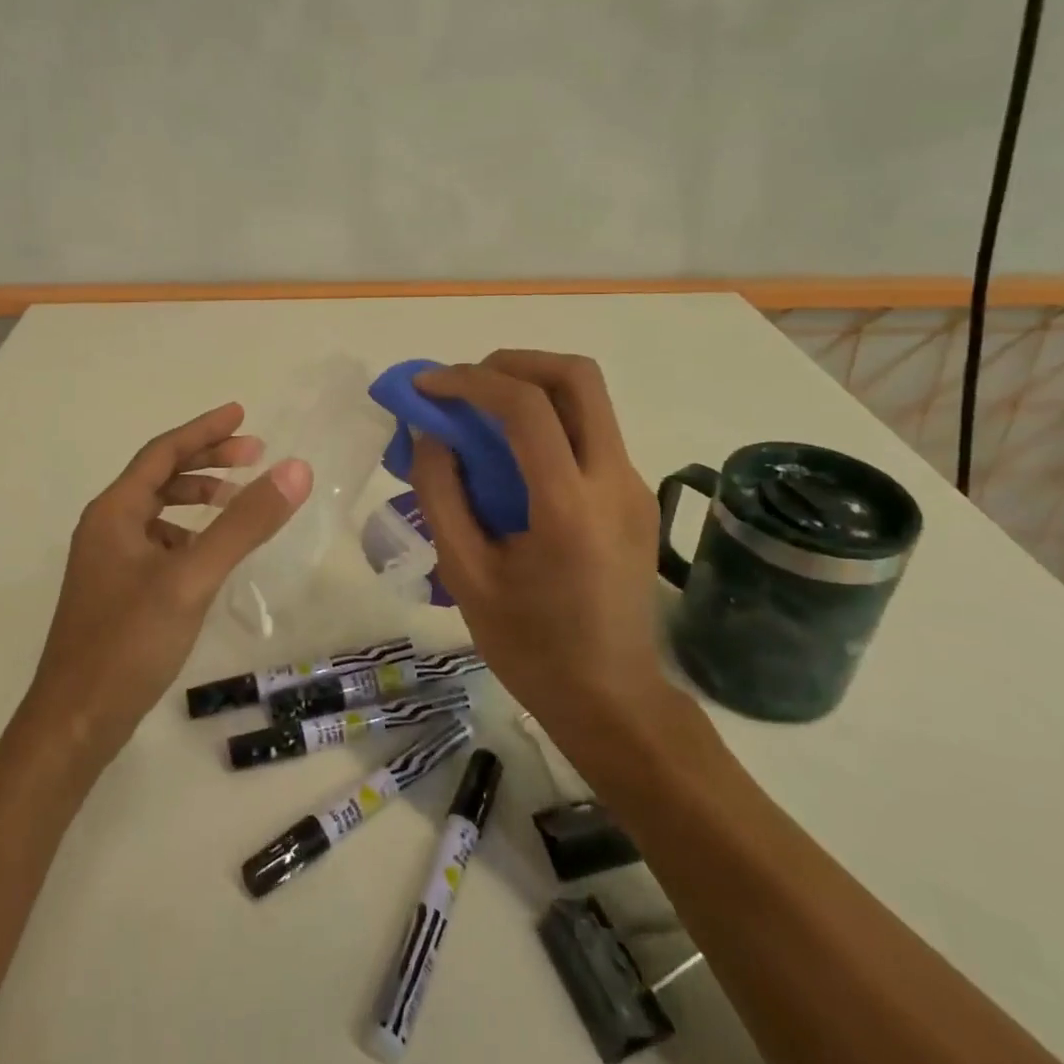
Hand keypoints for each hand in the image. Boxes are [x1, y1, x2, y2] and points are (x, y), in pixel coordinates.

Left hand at [29, 402, 311, 762]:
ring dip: (198, 497)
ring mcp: (109, 562)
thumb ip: (243, 523)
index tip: (242, 414)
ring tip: (238, 499)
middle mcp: (107, 528)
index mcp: (114, 512)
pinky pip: (159, 543)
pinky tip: (212, 553)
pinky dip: (189, 534)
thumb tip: (294, 469)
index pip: (163, 453)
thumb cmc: (128, 643)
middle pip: (160, 476)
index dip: (204, 430)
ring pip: (159, 512)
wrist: (74, 724)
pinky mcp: (118, 592)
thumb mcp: (191, 578)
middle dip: (207, 460)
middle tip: (255, 454)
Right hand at [407, 351, 676, 731]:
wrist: (613, 701)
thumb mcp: (466, 575)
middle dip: (514, 363)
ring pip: (589, 400)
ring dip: (531, 388)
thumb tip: (429, 434)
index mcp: (569, 506)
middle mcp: (614, 481)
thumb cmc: (531, 647)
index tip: (427, 386)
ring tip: (479, 414)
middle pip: (577, 377)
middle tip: (465, 382)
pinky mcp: (635, 497)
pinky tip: (510, 456)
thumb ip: (441, 495)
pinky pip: (591, 433)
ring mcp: (633, 486)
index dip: (469, 381)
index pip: (526, 407)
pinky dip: (547, 421)